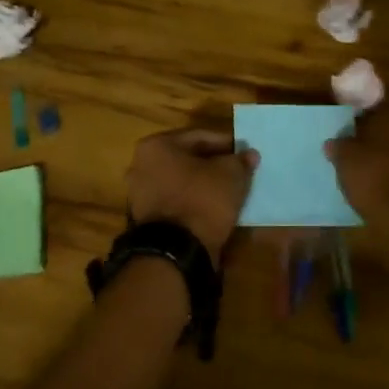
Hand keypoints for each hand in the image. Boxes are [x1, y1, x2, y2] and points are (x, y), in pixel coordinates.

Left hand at [125, 128, 258, 253]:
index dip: (226, 143)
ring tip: (229, 190)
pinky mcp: (145, 219)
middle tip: (237, 170)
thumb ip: (240, 161)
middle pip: (186, 159)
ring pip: (180, 182)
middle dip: (212, 164)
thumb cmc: (201, 200)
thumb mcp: (230, 175)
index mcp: (156, 146)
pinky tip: (213, 208)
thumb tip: (249, 154)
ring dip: (202, 184)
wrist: (176, 251)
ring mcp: (139, 194)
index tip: (244, 152)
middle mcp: (140, 165)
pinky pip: (175, 202)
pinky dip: (192, 202)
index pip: (199, 137)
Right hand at [325, 98, 388, 261]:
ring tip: (367, 169)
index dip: (360, 120)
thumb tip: (334, 143)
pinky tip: (382, 183)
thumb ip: (339, 143)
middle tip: (355, 150)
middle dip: (377, 137)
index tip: (347, 134)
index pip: (377, 107)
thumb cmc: (373, 174)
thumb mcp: (344, 155)